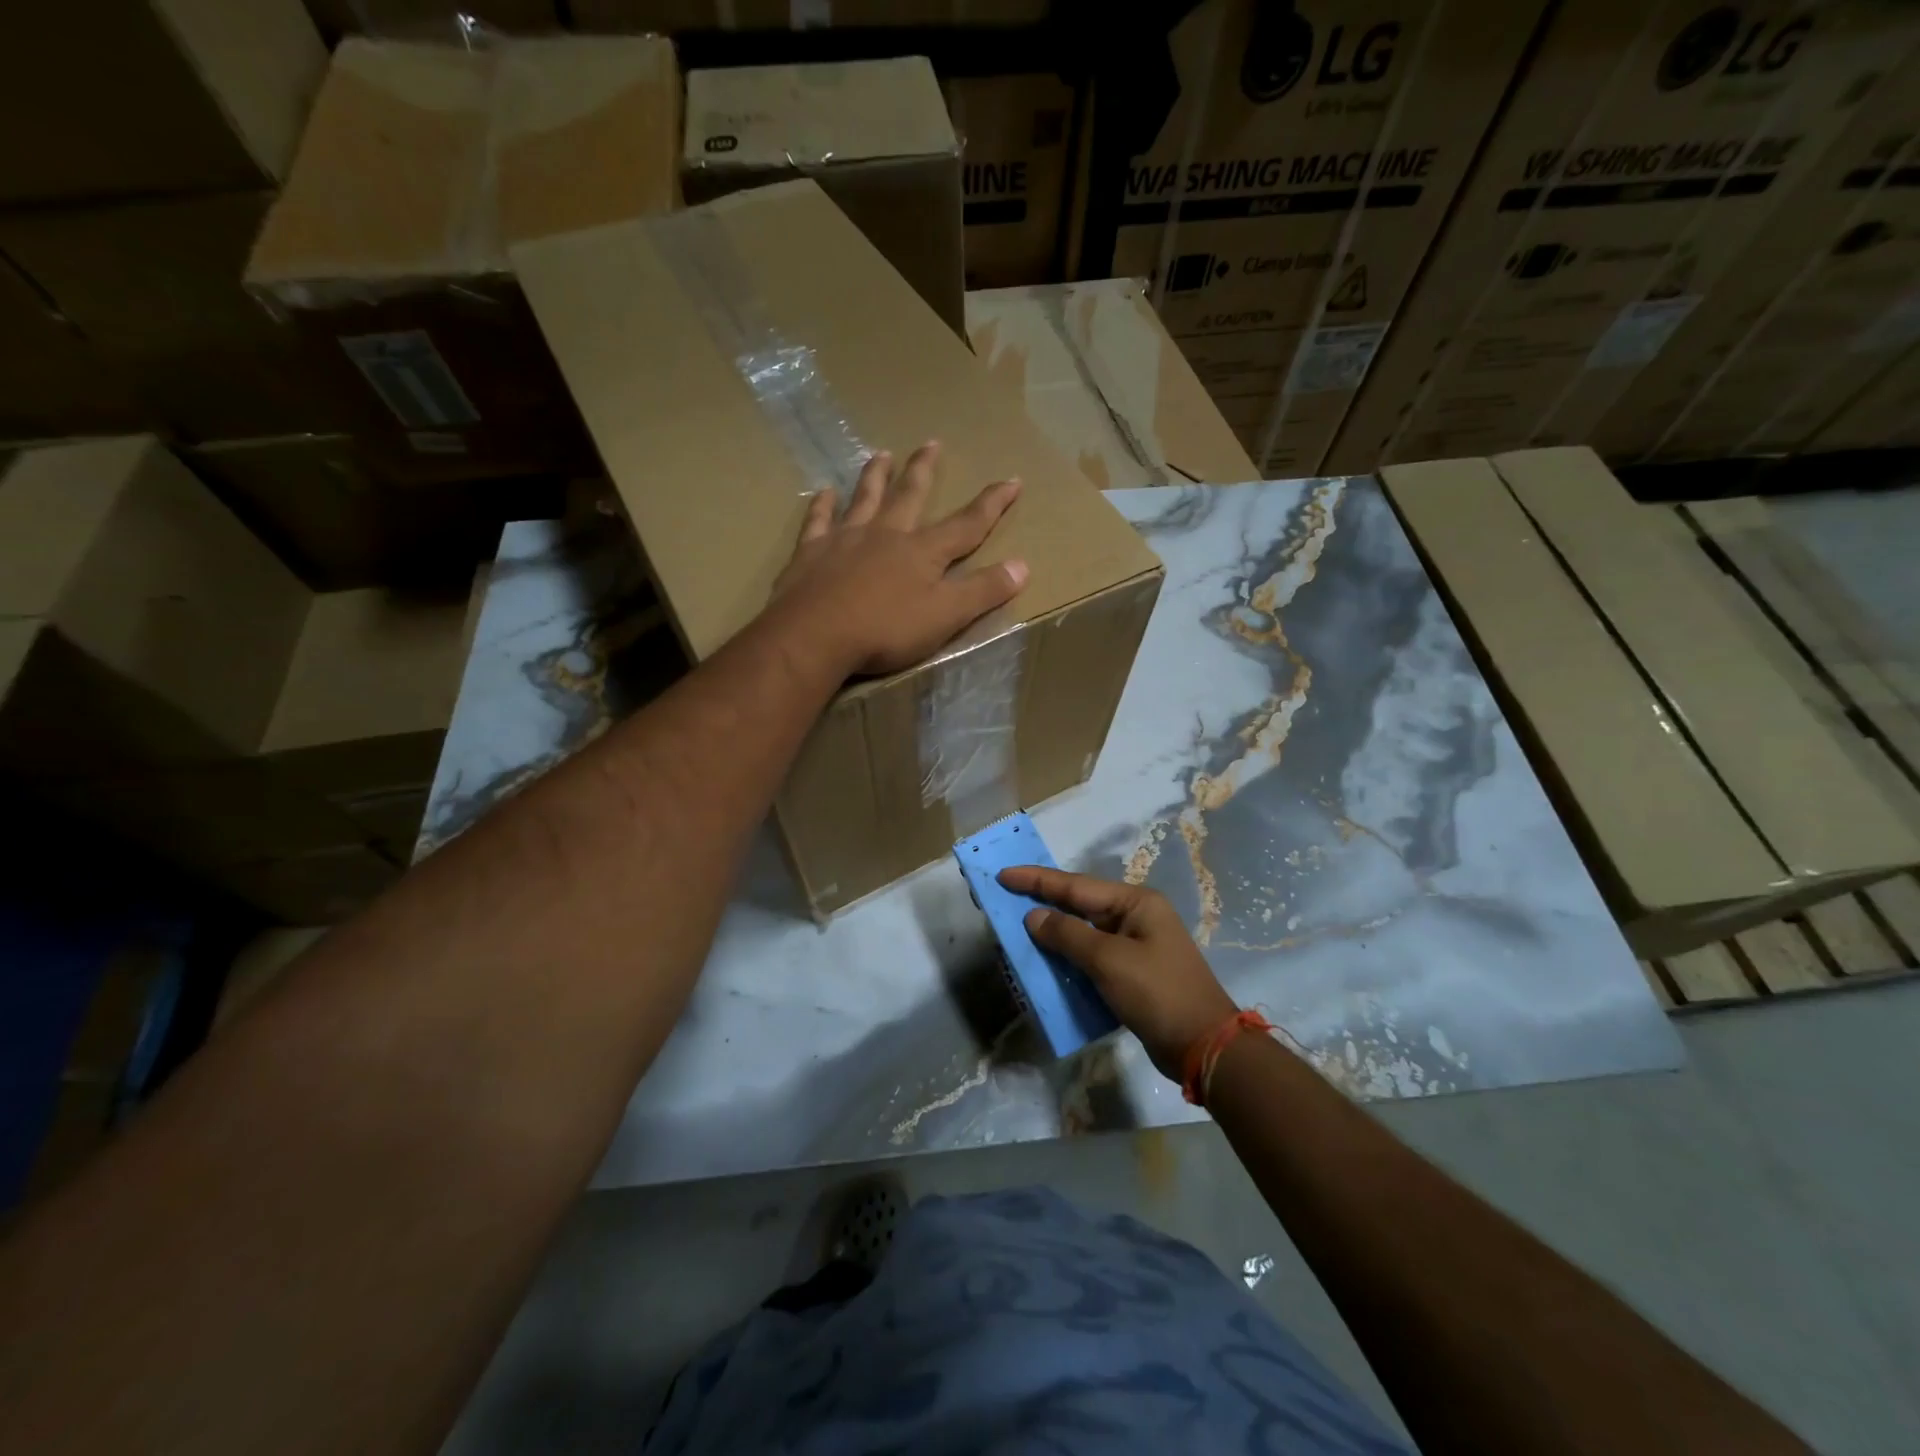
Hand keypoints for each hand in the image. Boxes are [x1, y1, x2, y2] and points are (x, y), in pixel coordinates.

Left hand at [772, 442, 1028, 676]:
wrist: (814, 636)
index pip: (966, 524)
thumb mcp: (945, 616)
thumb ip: (983, 591)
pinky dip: (822, 505)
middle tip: (931, 443)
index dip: (992, 504)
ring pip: (864, 498)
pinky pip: (818, 520)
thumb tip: (1023, 565)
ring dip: (875, 476)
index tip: (1011, 480)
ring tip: (880, 453)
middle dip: (924, 470)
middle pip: (909, 496)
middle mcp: (885, 534)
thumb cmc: (885, 630)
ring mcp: (844, 539)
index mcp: (922, 552)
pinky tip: (823, 492)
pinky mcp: (810, 553)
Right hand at [997, 866, 1237, 1079]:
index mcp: (1135, 903)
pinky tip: (1045, 962)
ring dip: (1052, 933)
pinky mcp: (1131, 973)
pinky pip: (1091, 956)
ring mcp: (1135, 945)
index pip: (1076, 885)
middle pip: (1079, 905)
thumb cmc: (1158, 993)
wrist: (1203, 1046)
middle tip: (1003, 898)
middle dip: (1041, 902)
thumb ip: (1068, 935)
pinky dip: (1067, 958)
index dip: (1037, 880)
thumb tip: (1033, 916)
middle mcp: (1135, 917)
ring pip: (1083, 932)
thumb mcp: (1109, 960)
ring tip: (1017, 929)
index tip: (1003, 874)